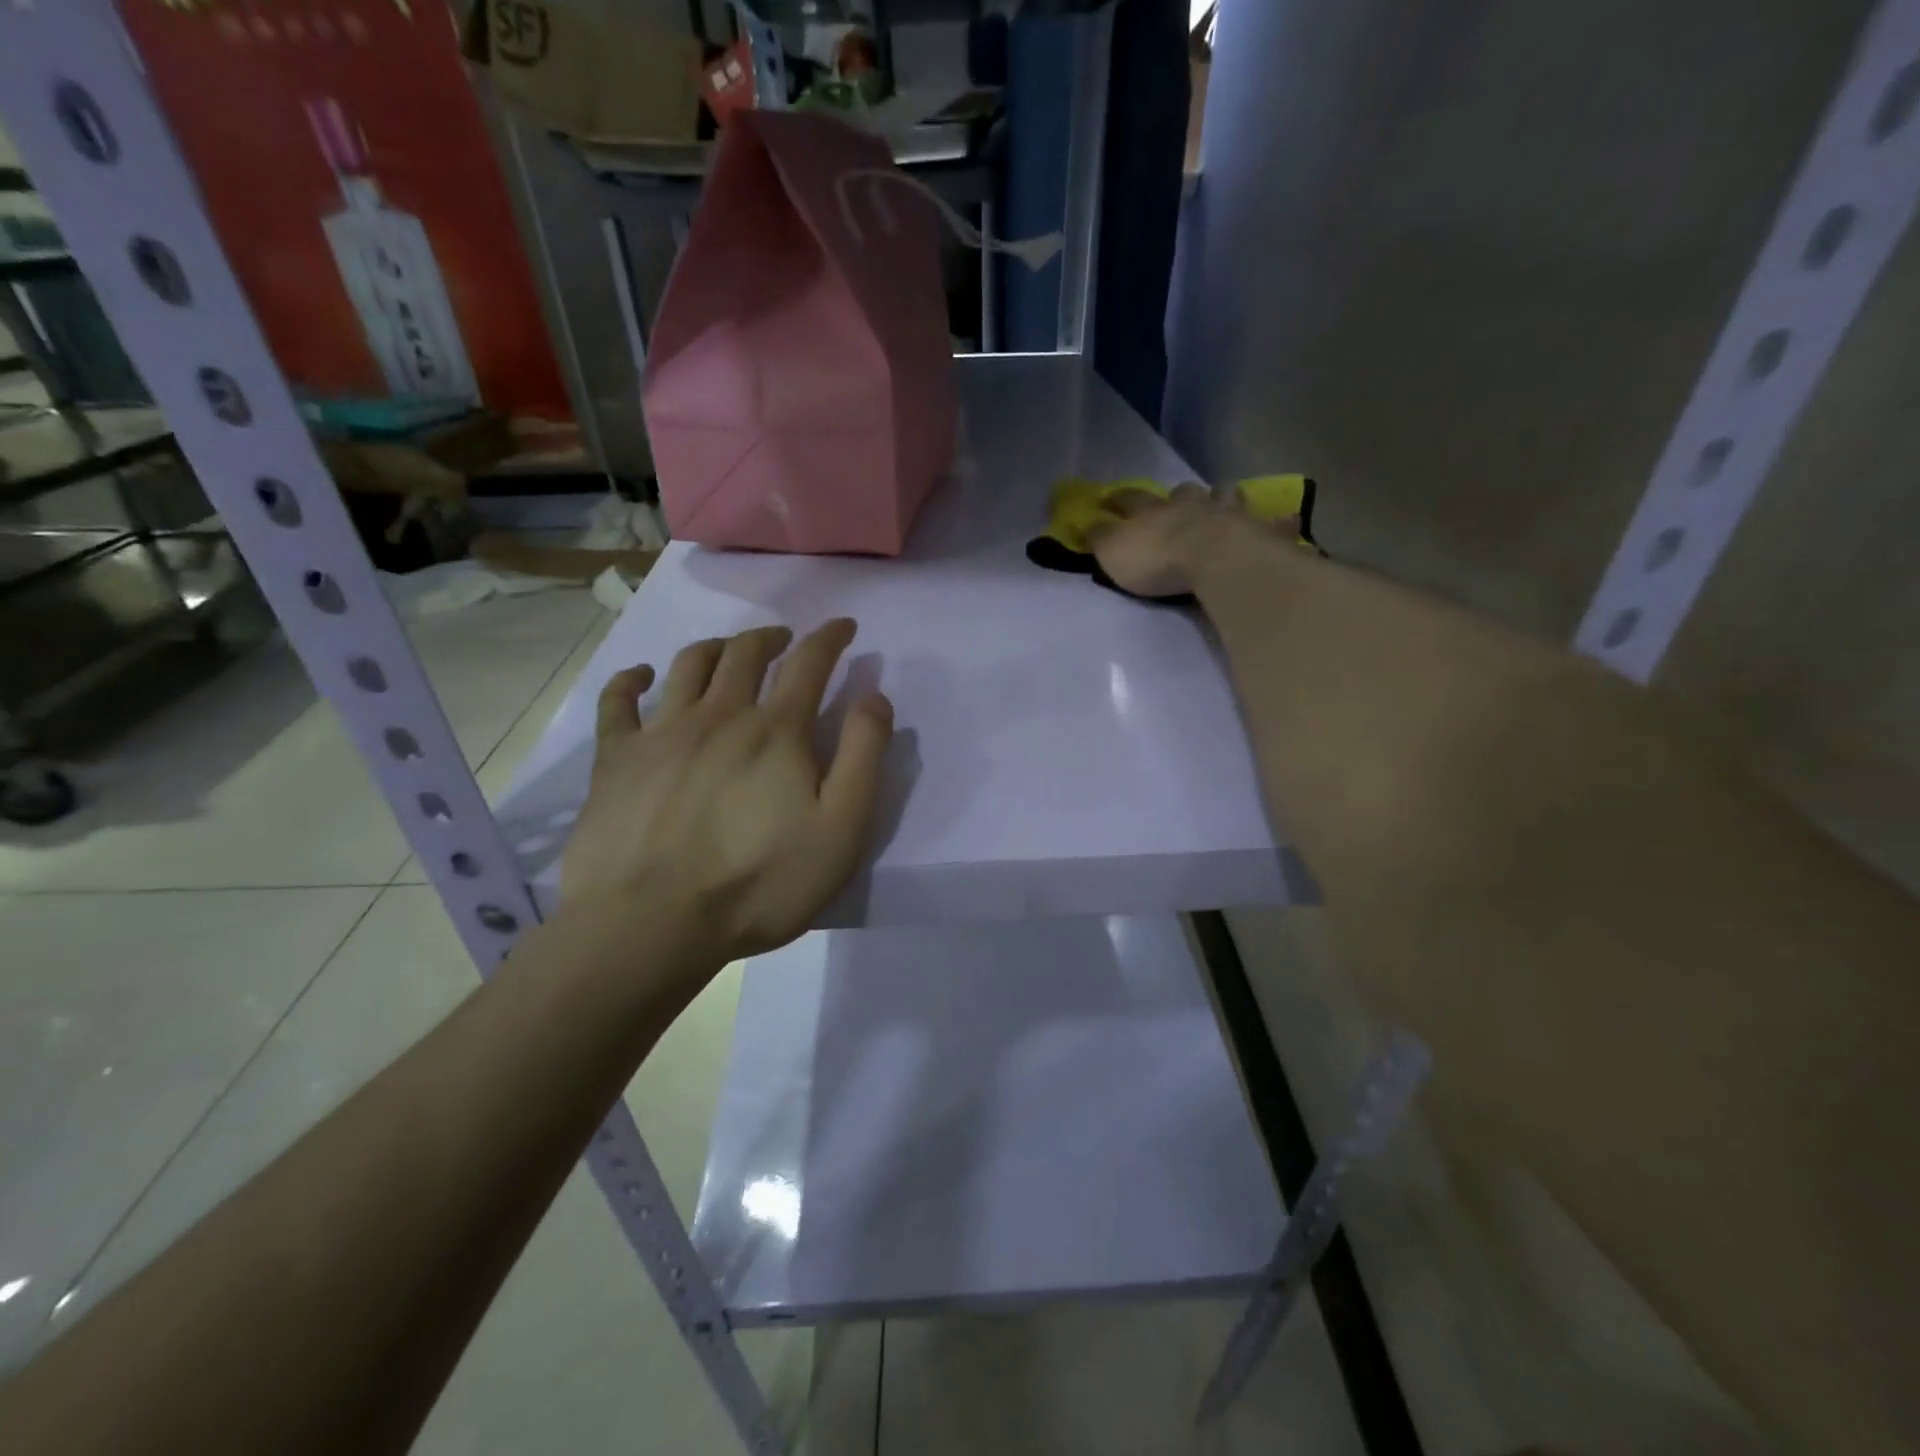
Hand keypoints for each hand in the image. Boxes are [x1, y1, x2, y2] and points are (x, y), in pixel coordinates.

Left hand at [560, 619, 892, 965]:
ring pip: (689, 665)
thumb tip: (874, 696)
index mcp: (776, 731)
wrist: (650, 923)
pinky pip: (618, 701)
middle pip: (746, 653)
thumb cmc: (759, 883)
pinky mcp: (615, 759)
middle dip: (772, 637)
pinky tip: (642, 676)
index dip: (830, 638)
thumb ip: (862, 757)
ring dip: (715, 647)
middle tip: (785, 638)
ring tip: (728, 650)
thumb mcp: (840, 828)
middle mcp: (719, 715)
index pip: (810, 663)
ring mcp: (661, 732)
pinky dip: (631, 679)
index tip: (843, 626)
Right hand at [1085, 483, 1297, 598]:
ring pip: (1225, 497)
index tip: (1108, 498)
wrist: (1217, 561)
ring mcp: (1228, 515)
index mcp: (1152, 511)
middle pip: (1183, 493)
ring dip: (1222, 497)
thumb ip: (1101, 538)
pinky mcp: (1259, 532)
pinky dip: (1277, 521)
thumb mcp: (1115, 553)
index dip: (1116, 499)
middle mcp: (1191, 506)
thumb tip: (1087, 522)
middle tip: (1179, 499)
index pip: (1129, 499)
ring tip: (1224, 499)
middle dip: (1178, 495)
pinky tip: (1286, 519)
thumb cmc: (1159, 561)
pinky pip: (1272, 523)